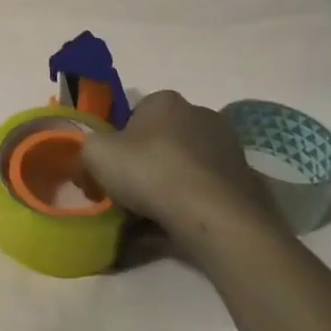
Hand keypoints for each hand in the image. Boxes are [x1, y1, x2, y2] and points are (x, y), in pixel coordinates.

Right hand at [80, 91, 289, 251]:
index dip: (118, 142)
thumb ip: (85, 151)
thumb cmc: (150, 171)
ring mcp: (227, 148)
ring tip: (150, 220)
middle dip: (145, 165)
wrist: (214, 217)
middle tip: (127, 195)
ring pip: (184, 168)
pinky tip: (176, 230)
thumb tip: (87, 165)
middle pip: (162, 141)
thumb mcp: (95, 154)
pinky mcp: (245, 182)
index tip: (110, 169)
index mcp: (165, 100)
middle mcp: (200, 115)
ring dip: (168, 188)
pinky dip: (191, 207)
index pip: (135, 114)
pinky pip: (205, 192)